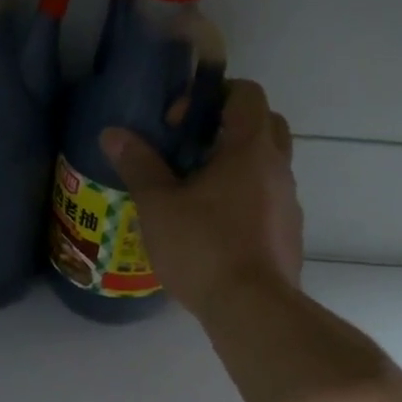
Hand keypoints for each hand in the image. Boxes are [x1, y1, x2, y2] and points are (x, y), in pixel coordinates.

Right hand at [102, 79, 302, 318]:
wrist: (252, 308)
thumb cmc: (203, 247)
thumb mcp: (158, 205)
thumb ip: (138, 164)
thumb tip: (113, 133)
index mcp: (251, 148)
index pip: (246, 94)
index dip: (212, 96)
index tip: (179, 124)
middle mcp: (278, 168)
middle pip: (264, 125)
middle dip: (229, 128)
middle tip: (192, 152)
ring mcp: (289, 203)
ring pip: (268, 167)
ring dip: (237, 168)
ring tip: (197, 196)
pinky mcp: (289, 235)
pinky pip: (268, 202)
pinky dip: (245, 201)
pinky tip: (215, 231)